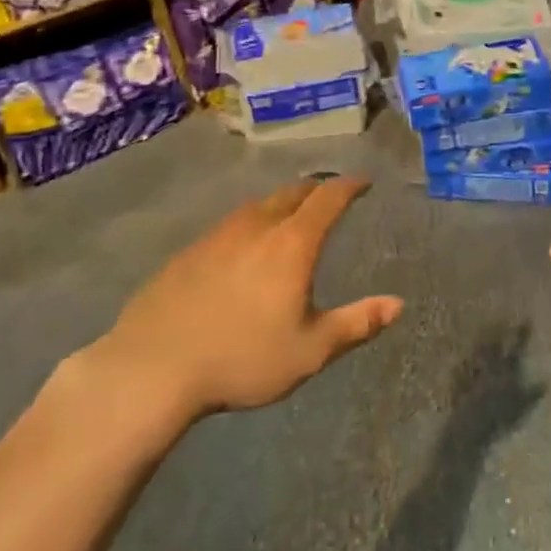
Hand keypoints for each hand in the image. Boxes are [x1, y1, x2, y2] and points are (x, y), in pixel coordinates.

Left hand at [79, 177, 402, 442]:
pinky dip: (248, 225)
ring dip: (279, 204)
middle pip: (291, 193)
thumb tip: (398, 304)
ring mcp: (217, 236)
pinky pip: (228, 226)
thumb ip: (357, 324)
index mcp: (291, 244)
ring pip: (256, 206)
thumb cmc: (242, 359)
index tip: (364, 182)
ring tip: (288, 217)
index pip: (327, 198)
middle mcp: (256, 227)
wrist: (152, 369)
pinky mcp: (187, 253)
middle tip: (329, 196)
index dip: (349, 186)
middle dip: (315, 189)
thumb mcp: (310, 350)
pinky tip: (241, 249)